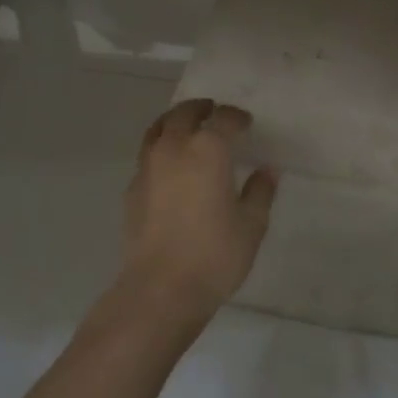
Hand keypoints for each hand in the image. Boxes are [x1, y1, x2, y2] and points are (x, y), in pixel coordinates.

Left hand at [118, 99, 277, 328]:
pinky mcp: (132, 189)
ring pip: (158, 129)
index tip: (246, 123)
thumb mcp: (251, 224)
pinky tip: (170, 167)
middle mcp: (174, 148)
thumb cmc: (215, 254)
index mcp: (208, 150)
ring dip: (175, 122)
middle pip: (184, 114)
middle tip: (213, 112)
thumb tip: (266, 171)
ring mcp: (148, 167)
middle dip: (201, 109)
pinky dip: (160, 150)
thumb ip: (260, 192)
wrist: (161, 288)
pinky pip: (147, 155)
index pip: (223, 119)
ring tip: (187, 128)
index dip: (236, 118)